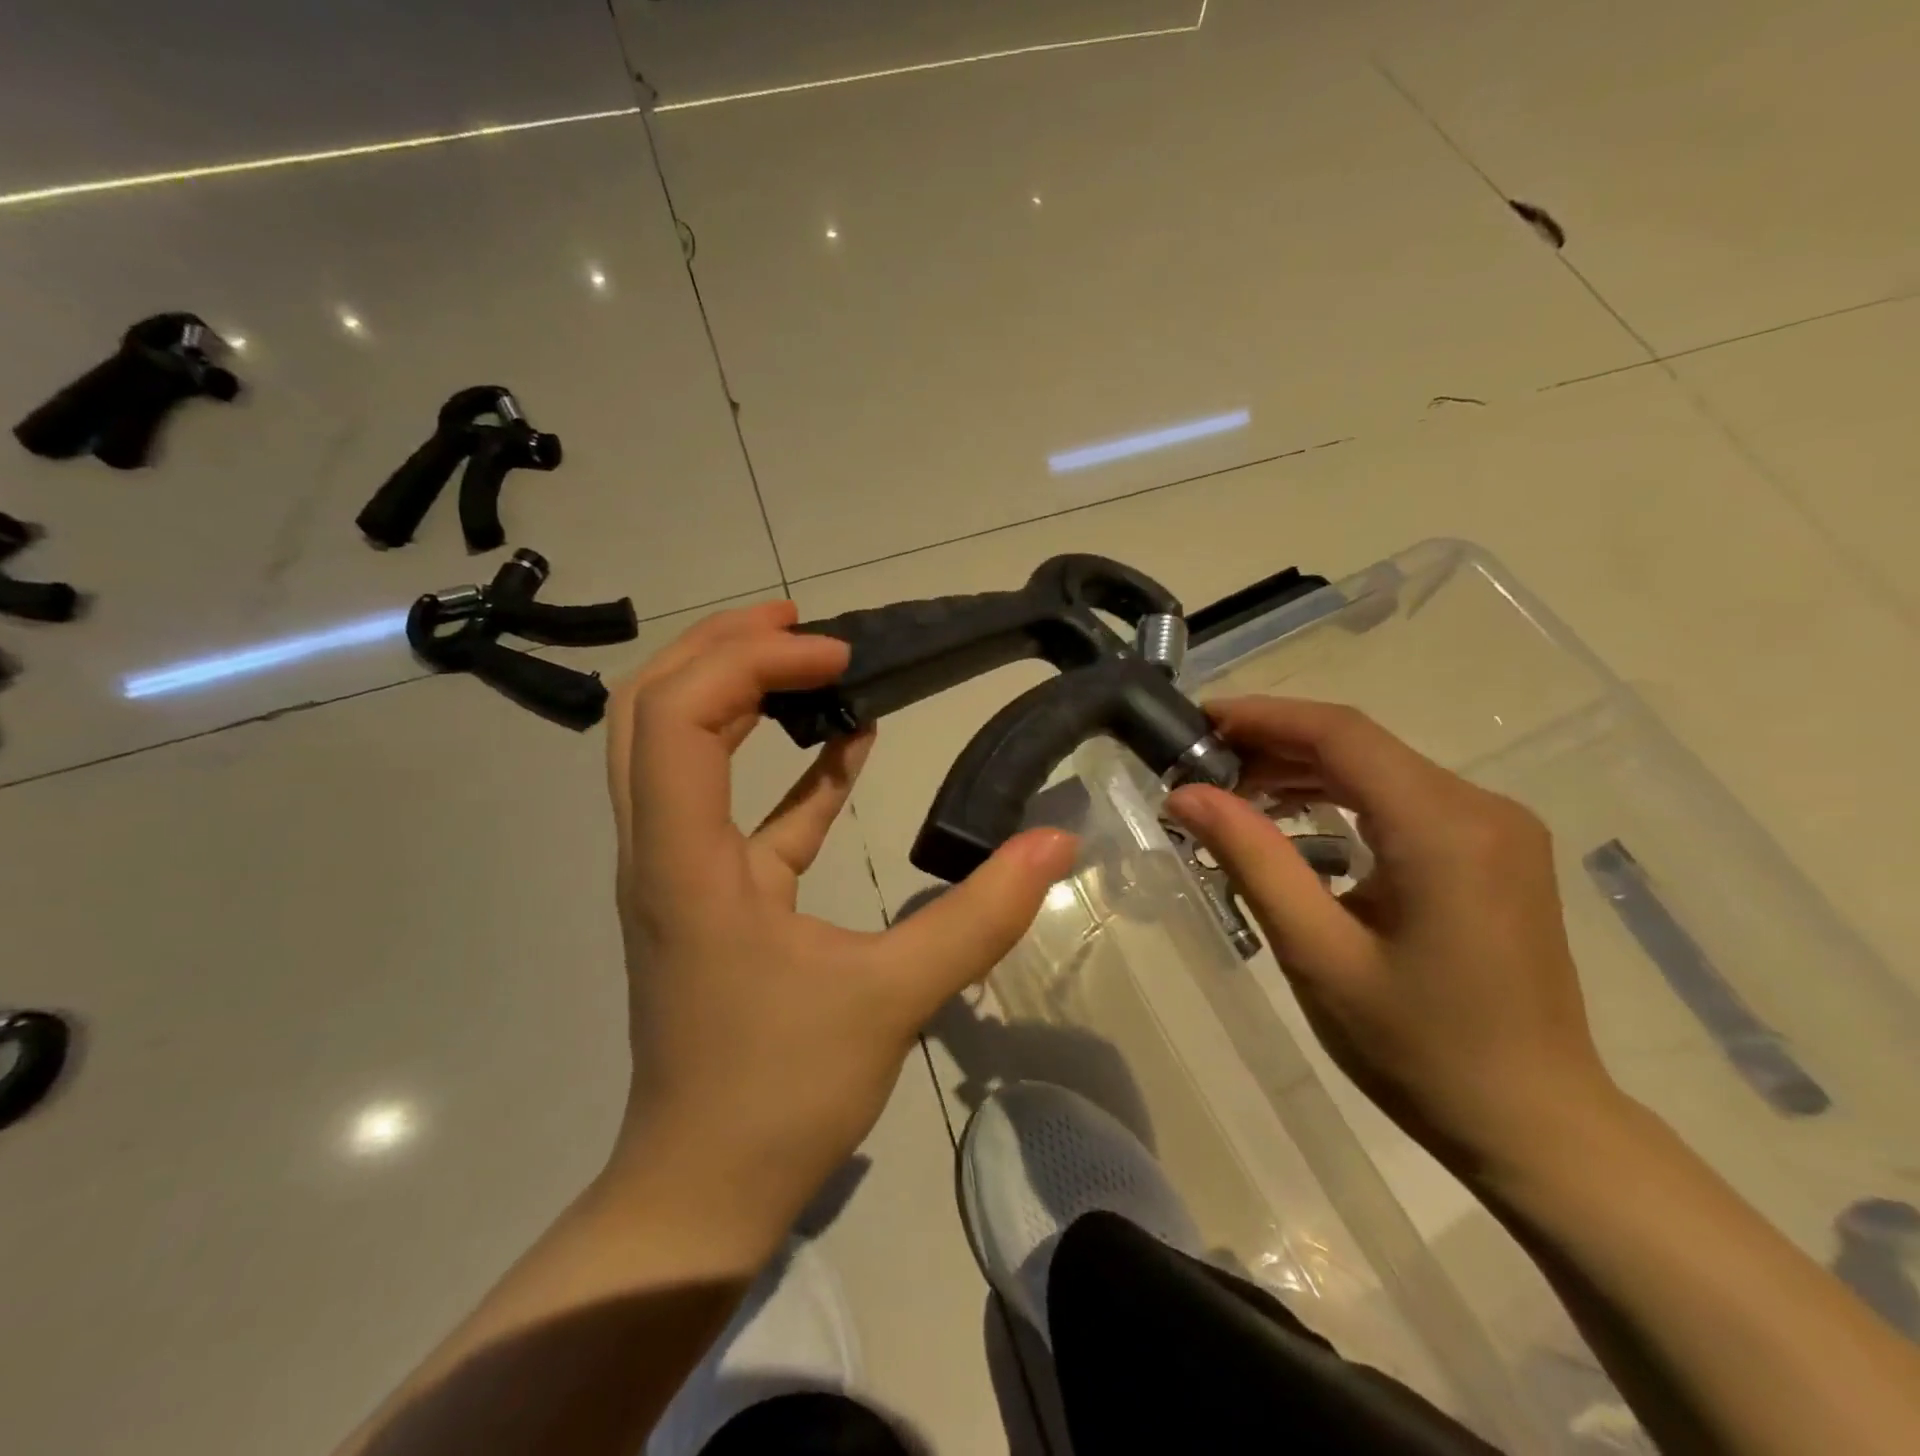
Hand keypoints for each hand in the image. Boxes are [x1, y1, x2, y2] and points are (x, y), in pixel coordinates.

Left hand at [603, 601, 1077, 1253]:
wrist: (702, 1189)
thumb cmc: (779, 1093)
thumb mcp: (892, 997)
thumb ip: (980, 916)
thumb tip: (1055, 843)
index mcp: (684, 859)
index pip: (679, 715)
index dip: (751, 662)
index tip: (837, 659)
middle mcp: (660, 849)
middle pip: (652, 710)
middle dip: (720, 648)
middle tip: (799, 623)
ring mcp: (679, 871)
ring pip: (675, 749)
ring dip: (735, 693)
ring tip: (811, 662)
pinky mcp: (711, 895)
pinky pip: (735, 807)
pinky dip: (781, 766)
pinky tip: (846, 745)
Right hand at [1166, 698, 1621, 1181]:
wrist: (1536, 1125)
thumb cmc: (1419, 1049)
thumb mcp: (1318, 953)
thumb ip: (1253, 860)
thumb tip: (1186, 795)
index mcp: (1444, 828)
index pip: (1341, 734)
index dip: (1263, 716)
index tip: (1196, 721)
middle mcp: (1480, 809)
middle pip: (1359, 745)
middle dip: (1274, 744)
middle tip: (1200, 766)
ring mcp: (1494, 828)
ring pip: (1379, 769)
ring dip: (1303, 770)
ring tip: (1233, 792)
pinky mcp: (1492, 852)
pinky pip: (1402, 799)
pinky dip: (1339, 798)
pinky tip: (1294, 820)